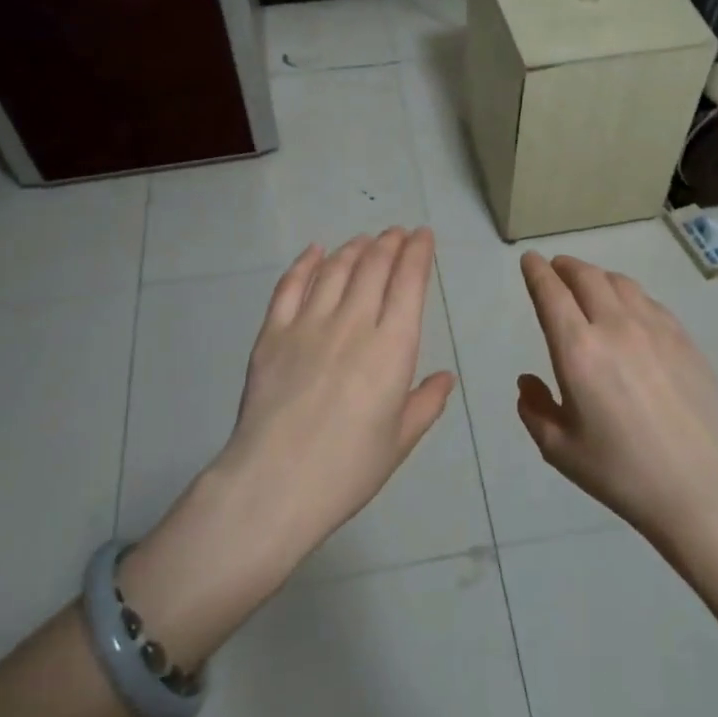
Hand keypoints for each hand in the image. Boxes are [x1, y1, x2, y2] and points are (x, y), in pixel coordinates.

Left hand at [216, 227, 457, 566]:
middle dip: (390, 243)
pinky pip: (291, 286)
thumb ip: (425, 403)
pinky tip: (315, 251)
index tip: (422, 235)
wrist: (274, 484)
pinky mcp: (273, 333)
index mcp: (392, 348)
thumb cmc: (347, 469)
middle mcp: (353, 324)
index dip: (418, 253)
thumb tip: (445, 377)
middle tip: (396, 232)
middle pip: (374, 267)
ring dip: (354, 249)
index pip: (409, 283)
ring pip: (336, 269)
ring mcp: (309, 324)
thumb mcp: (399, 441)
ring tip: (364, 240)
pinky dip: (305, 263)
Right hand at [516, 251, 717, 542]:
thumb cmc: (621, 471)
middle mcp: (615, 326)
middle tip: (556, 268)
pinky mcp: (684, 339)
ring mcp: (655, 329)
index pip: (551, 293)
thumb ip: (535, 409)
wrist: (700, 487)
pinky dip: (629, 294)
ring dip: (597, 276)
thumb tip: (528, 381)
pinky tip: (630, 309)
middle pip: (586, 276)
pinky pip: (649, 301)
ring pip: (620, 283)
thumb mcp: (560, 450)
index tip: (529, 260)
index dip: (537, 272)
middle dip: (565, 266)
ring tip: (590, 284)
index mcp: (578, 350)